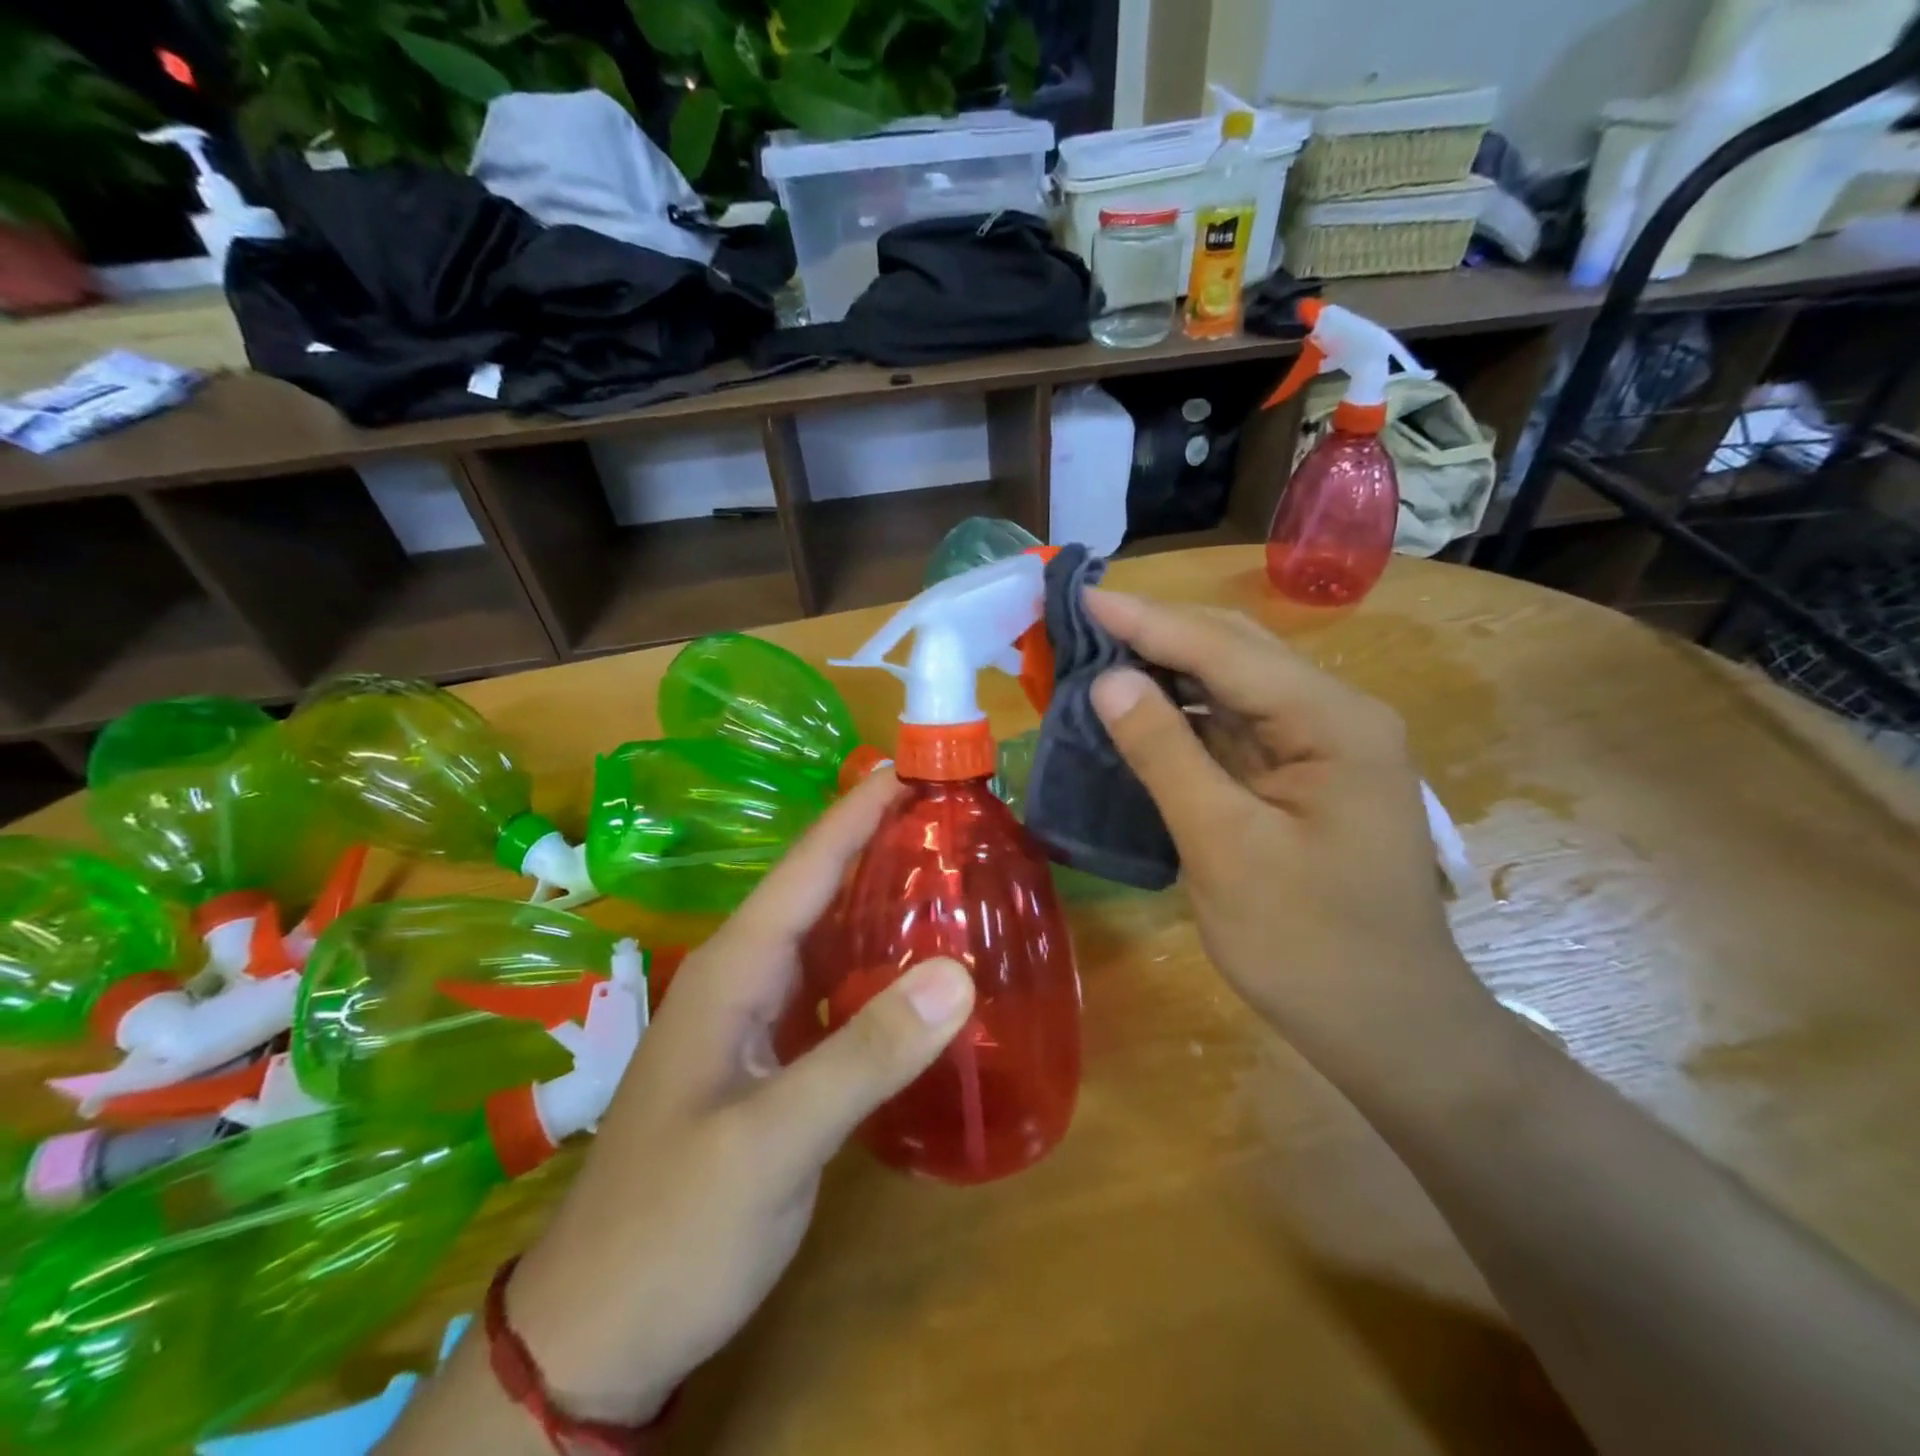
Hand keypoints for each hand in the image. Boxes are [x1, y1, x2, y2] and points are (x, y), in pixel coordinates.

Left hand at [503, 770, 975, 1424]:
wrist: (600, 1331)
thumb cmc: (675, 1227)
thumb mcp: (770, 1144)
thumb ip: (864, 1056)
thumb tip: (959, 973)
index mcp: (735, 969)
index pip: (807, 866)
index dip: (860, 810)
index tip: (916, 766)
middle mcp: (744, 978)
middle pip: (820, 888)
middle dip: (879, 842)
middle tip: (954, 815)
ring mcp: (756, 1020)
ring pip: (828, 936)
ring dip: (881, 898)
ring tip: (951, 871)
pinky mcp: (771, 1060)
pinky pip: (834, 988)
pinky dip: (878, 964)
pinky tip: (921, 969)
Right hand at [1085, 590, 1491, 1076]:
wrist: (1387, 1027)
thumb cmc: (1307, 945)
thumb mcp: (1224, 847)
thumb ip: (1167, 754)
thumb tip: (1109, 680)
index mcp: (1332, 722)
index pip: (1225, 649)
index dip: (1147, 621)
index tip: (1081, 595)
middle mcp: (1336, 716)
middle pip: (1236, 652)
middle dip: (1157, 633)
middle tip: (1082, 620)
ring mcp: (1323, 747)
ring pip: (1234, 686)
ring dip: (1167, 670)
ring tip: (1098, 655)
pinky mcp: (1303, 777)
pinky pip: (1236, 726)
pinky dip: (1184, 714)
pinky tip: (1141, 709)